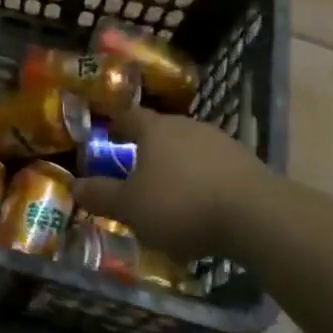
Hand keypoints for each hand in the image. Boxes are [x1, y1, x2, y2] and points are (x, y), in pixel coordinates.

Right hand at [73, 108, 267, 260]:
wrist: (256, 216)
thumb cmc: (181, 205)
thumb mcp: (131, 208)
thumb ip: (102, 196)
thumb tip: (76, 185)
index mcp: (155, 129)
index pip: (129, 116)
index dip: (116, 125)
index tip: (107, 137)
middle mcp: (186, 126)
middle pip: (160, 131)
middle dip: (147, 148)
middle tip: (135, 171)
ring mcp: (220, 141)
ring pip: (188, 148)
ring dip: (177, 165)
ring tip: (170, 192)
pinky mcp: (246, 163)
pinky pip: (213, 166)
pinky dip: (202, 180)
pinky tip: (202, 204)